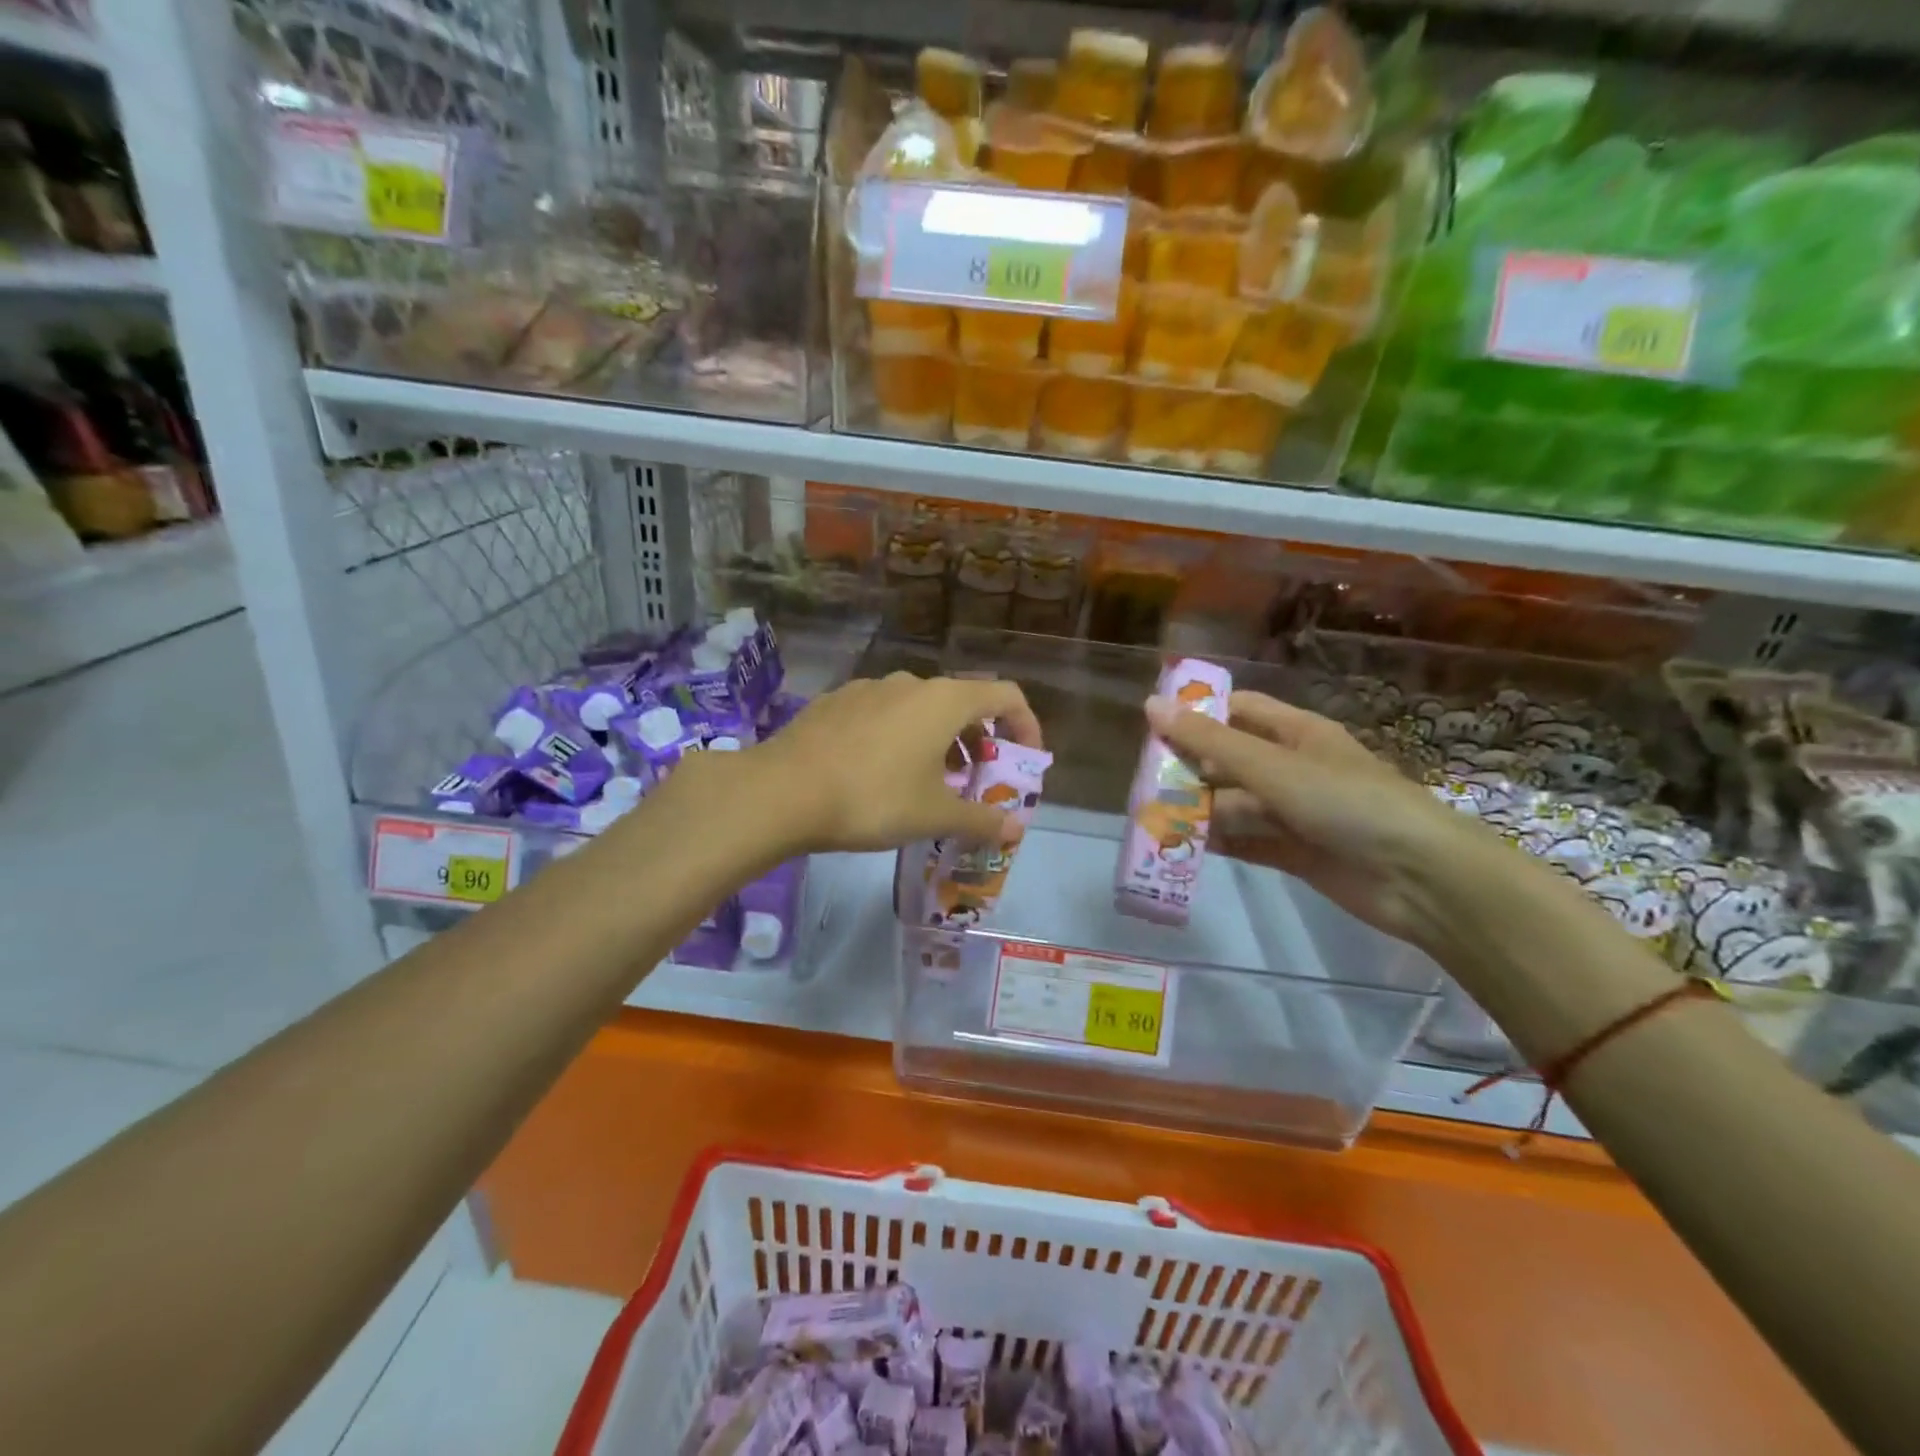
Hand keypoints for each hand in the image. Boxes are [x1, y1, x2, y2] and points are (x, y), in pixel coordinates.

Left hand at [747, 673, 1042, 853]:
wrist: (782, 790)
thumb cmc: (873, 798)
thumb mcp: (933, 815)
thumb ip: (980, 820)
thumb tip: (1013, 829)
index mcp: (945, 701)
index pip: (1006, 696)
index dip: (1026, 725)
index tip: (1025, 760)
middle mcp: (910, 683)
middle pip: (962, 702)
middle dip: (978, 740)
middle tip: (975, 779)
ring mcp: (869, 688)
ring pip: (920, 708)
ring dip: (938, 740)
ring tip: (929, 781)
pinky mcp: (836, 701)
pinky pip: (884, 713)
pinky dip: (900, 736)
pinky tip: (879, 772)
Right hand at [1144, 689, 1477, 947]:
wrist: (1420, 878)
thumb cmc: (1346, 802)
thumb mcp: (1272, 765)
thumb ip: (1209, 740)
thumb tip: (1150, 704)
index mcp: (1296, 732)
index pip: (1237, 710)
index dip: (1197, 712)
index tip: (1151, 724)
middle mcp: (1293, 768)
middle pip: (1230, 760)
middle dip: (1190, 768)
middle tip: (1143, 781)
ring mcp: (1295, 812)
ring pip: (1235, 804)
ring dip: (1199, 810)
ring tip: (1153, 818)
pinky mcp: (1296, 852)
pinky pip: (1247, 841)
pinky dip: (1219, 843)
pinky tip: (1184, 847)